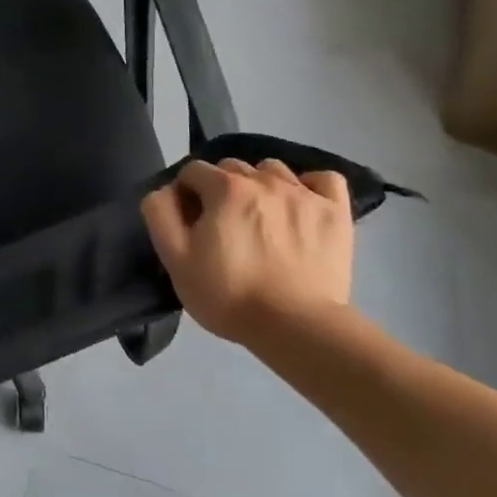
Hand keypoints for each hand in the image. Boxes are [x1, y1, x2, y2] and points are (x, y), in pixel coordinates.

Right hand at [140, 158, 354, 345]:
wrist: (296, 328)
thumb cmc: (229, 294)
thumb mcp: (175, 258)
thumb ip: (160, 213)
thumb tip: (166, 190)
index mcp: (224, 187)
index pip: (193, 171)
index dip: (186, 195)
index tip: (191, 224)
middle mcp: (264, 179)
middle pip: (232, 168)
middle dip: (220, 189)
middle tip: (223, 226)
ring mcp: (304, 194)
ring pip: (273, 170)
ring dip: (260, 185)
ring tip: (261, 219)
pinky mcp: (336, 213)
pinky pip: (324, 179)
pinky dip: (310, 186)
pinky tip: (301, 205)